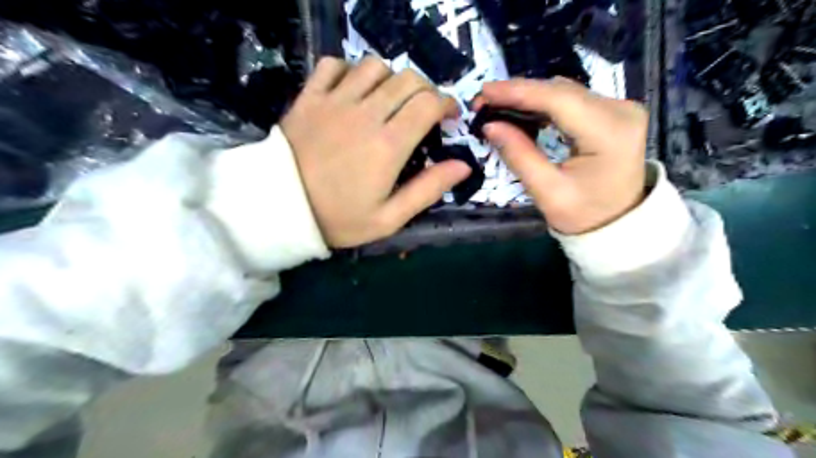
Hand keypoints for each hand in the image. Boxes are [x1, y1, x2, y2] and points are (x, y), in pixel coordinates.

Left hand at [282, 60, 468, 248]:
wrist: (281, 210)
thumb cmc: (339, 218)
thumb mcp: (390, 217)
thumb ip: (428, 190)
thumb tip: (463, 166)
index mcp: (389, 144)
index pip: (429, 104)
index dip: (447, 104)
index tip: (449, 116)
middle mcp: (366, 114)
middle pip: (408, 79)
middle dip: (425, 90)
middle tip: (424, 111)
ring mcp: (335, 101)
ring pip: (375, 66)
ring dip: (391, 79)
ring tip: (390, 100)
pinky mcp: (310, 97)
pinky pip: (334, 65)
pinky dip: (350, 70)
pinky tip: (353, 90)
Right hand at [480, 77, 646, 233]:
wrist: (617, 224)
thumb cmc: (583, 215)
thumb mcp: (546, 191)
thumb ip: (519, 155)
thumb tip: (489, 125)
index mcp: (610, 132)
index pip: (559, 99)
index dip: (519, 92)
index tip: (484, 91)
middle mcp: (621, 111)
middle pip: (562, 91)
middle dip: (519, 93)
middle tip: (484, 101)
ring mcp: (620, 109)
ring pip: (565, 92)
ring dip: (529, 97)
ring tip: (497, 105)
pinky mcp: (613, 113)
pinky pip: (571, 100)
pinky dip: (543, 104)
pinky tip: (522, 110)